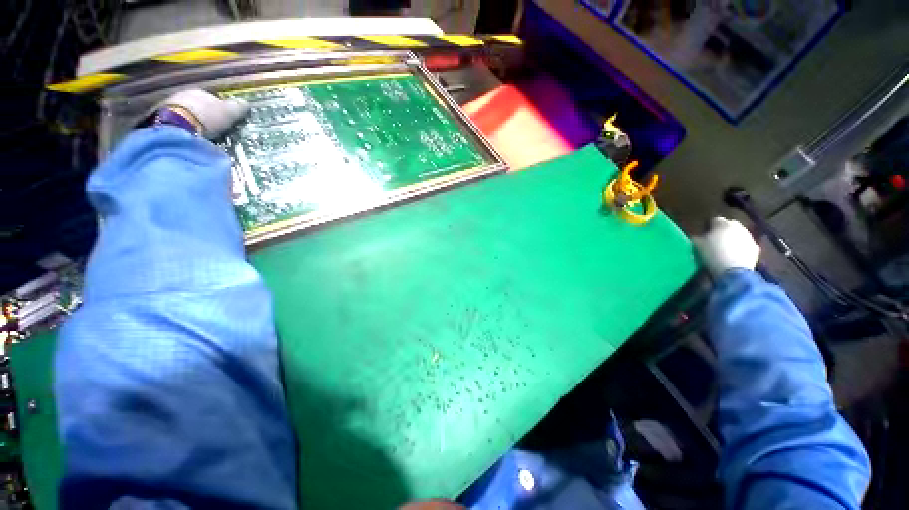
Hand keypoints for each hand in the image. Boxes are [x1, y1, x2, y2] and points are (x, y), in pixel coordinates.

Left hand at [158, 89, 249, 139]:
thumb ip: (239, 107)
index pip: (214, 99)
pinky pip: (178, 122)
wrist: (179, 127)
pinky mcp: (161, 117)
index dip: (221, 110)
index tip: (227, 121)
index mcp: (202, 91)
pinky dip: (184, 127)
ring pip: (187, 113)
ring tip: (202, 134)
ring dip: (194, 121)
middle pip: (199, 106)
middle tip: (215, 129)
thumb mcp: (230, 112)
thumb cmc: (208, 117)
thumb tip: (246, 103)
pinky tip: (190, 135)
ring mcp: (170, 104)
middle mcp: (185, 93)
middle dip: (206, 116)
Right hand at [693, 217, 759, 276]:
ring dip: (733, 239)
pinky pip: (746, 245)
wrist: (733, 271)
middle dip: (723, 231)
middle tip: (715, 240)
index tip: (704, 234)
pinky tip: (734, 256)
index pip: (714, 220)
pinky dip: (741, 248)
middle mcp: (737, 227)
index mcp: (722, 224)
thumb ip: (697, 238)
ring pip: (739, 234)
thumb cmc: (712, 255)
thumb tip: (698, 237)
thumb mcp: (697, 245)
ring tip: (725, 249)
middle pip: (729, 225)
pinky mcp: (755, 248)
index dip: (708, 227)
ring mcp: (748, 237)